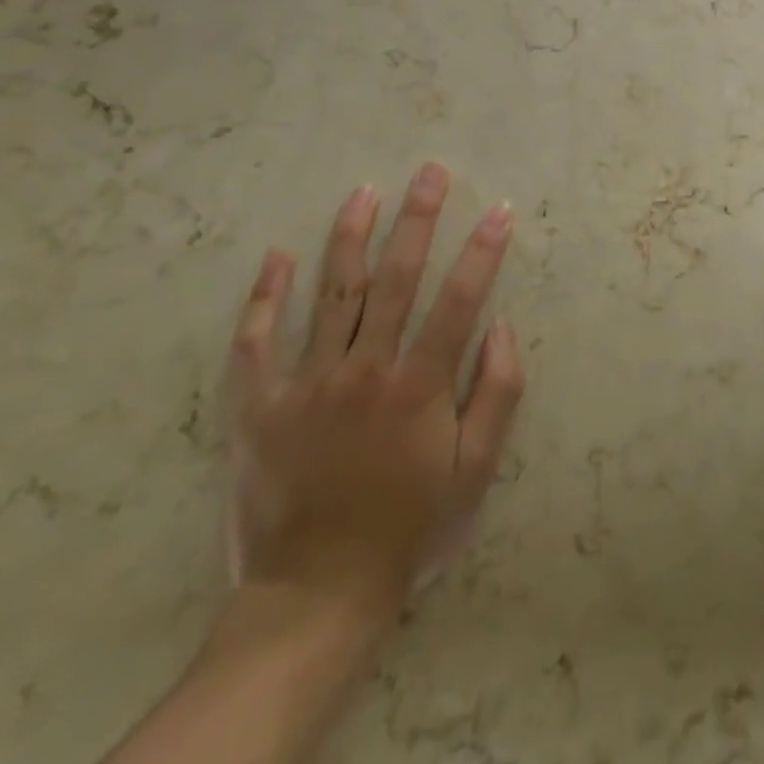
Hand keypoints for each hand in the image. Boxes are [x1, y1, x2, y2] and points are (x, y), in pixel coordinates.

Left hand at [225, 164, 525, 632]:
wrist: (317, 592)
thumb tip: (504, 325)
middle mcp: (364, 370)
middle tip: (431, 171)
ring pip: (333, 293)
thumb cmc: (410, 526)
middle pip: (396, 278)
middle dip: (418, 218)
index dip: (483, 251)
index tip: (500, 209)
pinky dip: (267, 297)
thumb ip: (498, 393)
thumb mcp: (475, 471)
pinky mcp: (260, 406)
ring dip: (351, 236)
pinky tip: (278, 257)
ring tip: (365, 190)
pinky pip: (259, 341)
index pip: (459, 299)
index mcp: (419, 385)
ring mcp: (307, 384)